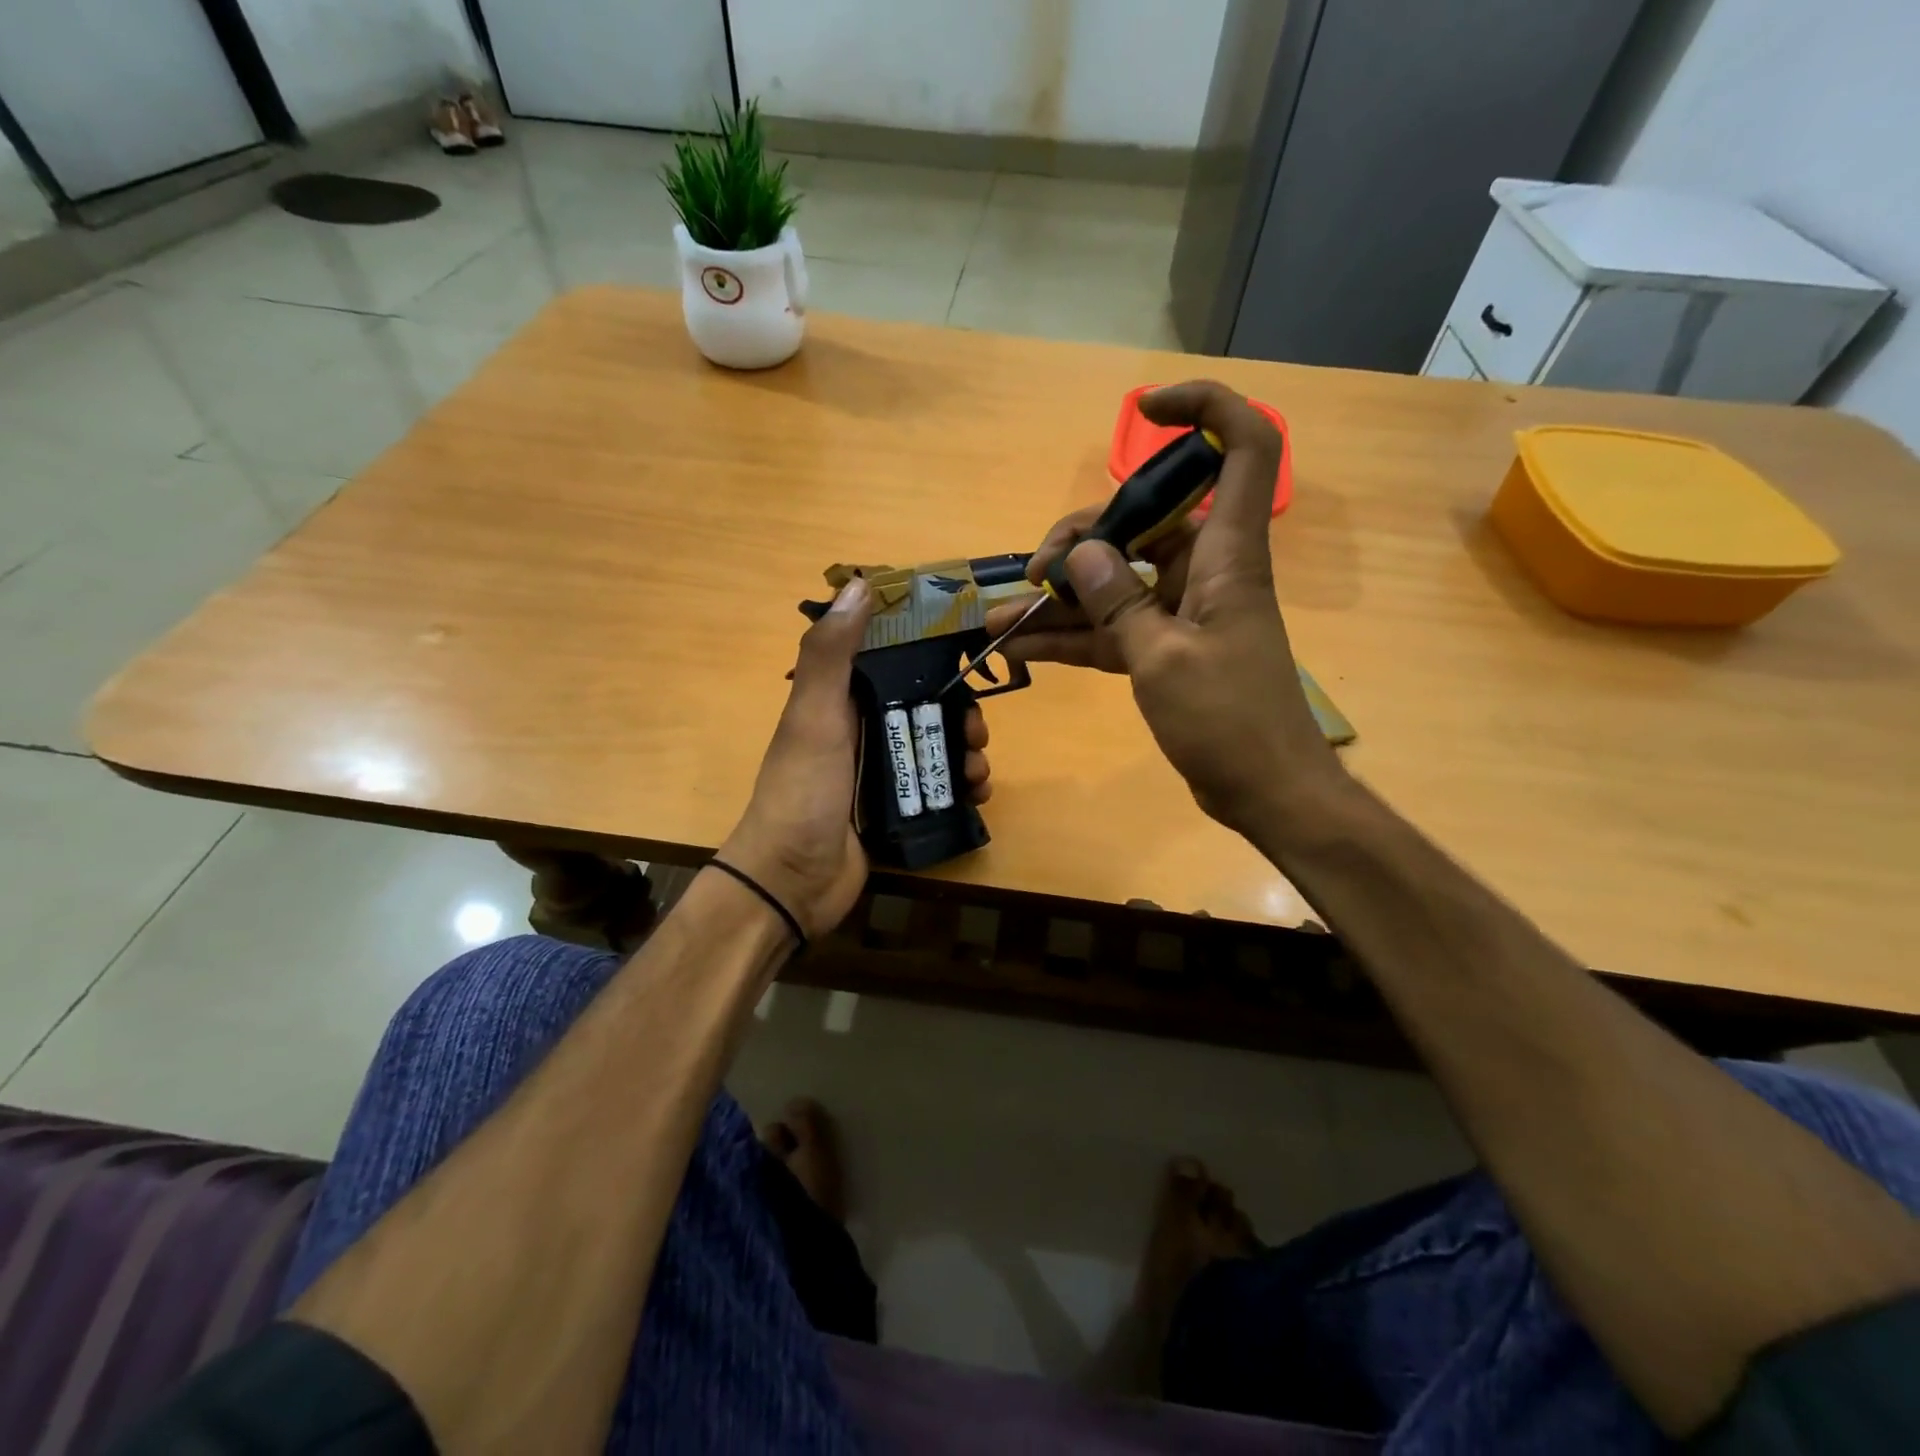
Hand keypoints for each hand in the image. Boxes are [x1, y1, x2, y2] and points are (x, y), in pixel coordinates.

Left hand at [720, 577, 992, 938]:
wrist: (791, 882)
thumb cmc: (803, 792)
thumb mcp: (813, 716)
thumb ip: (831, 653)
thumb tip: (859, 583)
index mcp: (839, 701)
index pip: (890, 660)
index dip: (927, 652)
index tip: (966, 651)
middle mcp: (860, 730)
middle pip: (922, 706)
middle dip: (958, 713)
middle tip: (978, 731)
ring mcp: (877, 772)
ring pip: (935, 747)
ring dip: (965, 752)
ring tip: (978, 771)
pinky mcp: (893, 809)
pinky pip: (937, 787)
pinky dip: (961, 787)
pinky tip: (977, 794)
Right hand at [982, 380, 1337, 837]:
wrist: (1264, 791)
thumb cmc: (1229, 720)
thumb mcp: (1164, 660)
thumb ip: (1119, 603)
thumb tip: (1081, 554)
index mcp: (1226, 554)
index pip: (1241, 449)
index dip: (1203, 410)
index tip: (1145, 409)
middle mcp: (1204, 571)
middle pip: (1141, 523)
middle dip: (1080, 541)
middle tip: (1033, 576)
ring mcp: (1181, 612)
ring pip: (1114, 583)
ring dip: (1058, 599)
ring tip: (996, 617)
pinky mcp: (1163, 651)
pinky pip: (1110, 631)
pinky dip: (1069, 638)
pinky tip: (1017, 649)